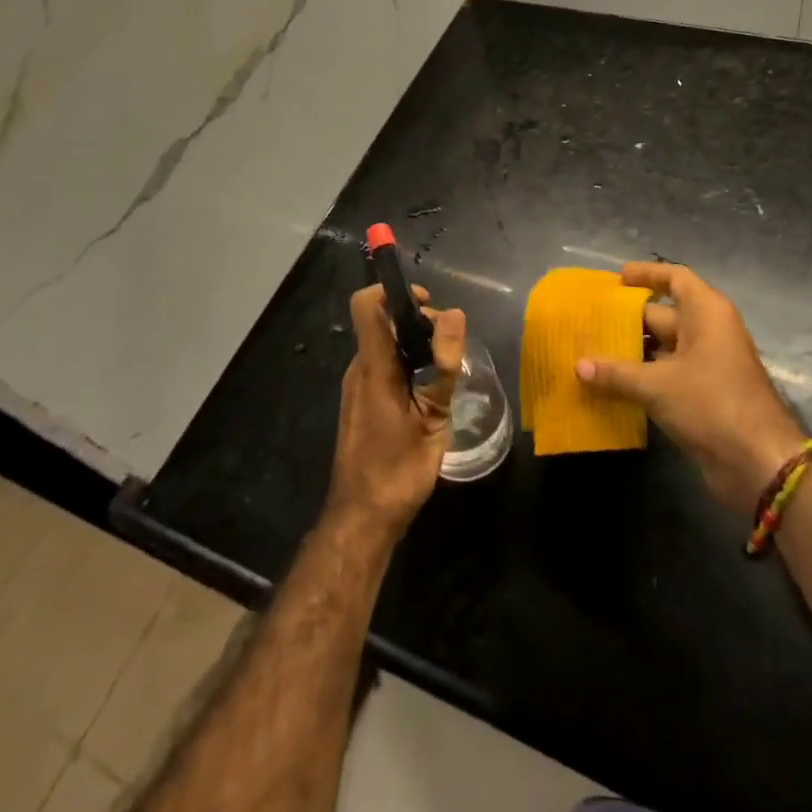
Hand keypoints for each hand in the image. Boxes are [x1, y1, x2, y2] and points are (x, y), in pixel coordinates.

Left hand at [326, 284, 465, 545]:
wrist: (361, 520)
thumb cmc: (398, 469)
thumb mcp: (432, 418)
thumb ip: (443, 365)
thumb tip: (454, 314)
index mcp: (373, 366)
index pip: (367, 304)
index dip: (393, 291)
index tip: (427, 302)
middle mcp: (359, 369)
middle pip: (383, 323)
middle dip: (417, 323)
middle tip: (449, 349)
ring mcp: (357, 387)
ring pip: (385, 346)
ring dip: (414, 347)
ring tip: (444, 372)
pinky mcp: (361, 404)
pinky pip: (382, 368)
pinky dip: (406, 366)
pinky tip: (428, 393)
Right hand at [577, 261, 806, 516]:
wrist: (758, 464)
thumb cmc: (711, 404)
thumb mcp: (657, 385)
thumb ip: (616, 373)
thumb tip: (578, 365)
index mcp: (706, 313)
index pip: (675, 278)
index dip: (647, 274)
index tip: (617, 278)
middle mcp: (708, 332)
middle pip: (662, 315)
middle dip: (626, 319)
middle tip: (588, 322)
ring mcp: (707, 364)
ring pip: (661, 348)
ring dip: (630, 352)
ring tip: (590, 352)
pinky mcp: (702, 395)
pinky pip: (665, 375)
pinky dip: (641, 377)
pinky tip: (609, 385)